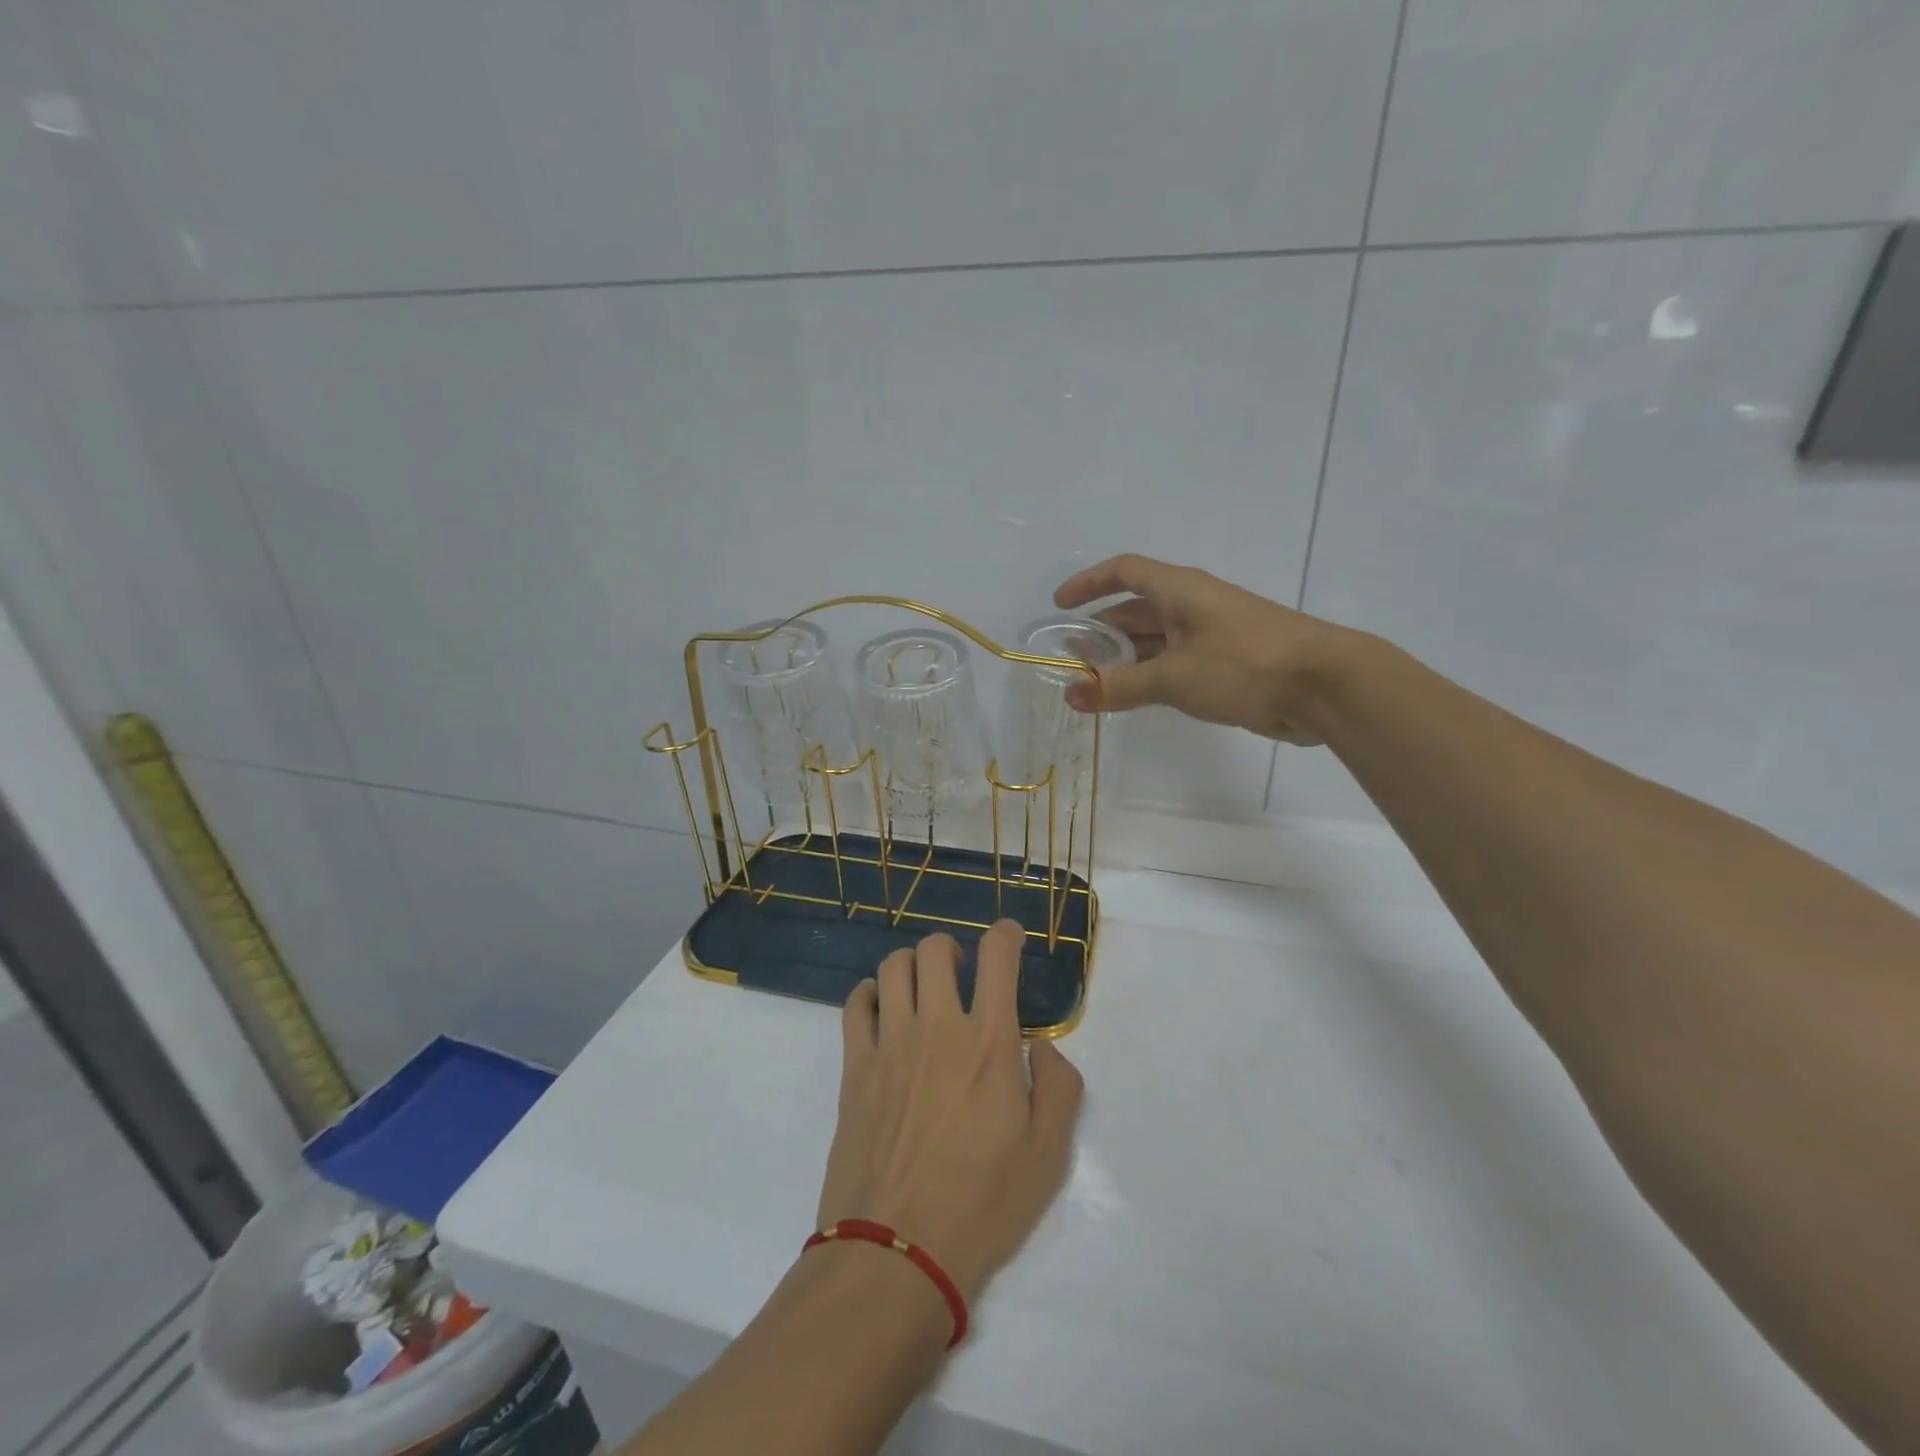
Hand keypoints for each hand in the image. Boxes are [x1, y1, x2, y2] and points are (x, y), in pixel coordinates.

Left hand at [818, 921, 1084, 1301]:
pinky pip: (855, 1004)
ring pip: (892, 967)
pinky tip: (880, 1008)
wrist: (897, 1253)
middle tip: (960, 972)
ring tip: (921, 987)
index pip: (997, 958)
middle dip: (952, 948)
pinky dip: (869, 992)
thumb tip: (1043, 1050)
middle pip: (935, 949)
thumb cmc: (983, 1205)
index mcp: (989, 1042)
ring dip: (910, 964)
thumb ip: (1059, 1088)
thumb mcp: (1049, 1155)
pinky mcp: (854, 1067)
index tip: (1010, 937)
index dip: (1006, 935)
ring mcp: (890, 1044)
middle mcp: (938, 1027)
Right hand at [1054, 553, 1356, 744]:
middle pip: (1136, 609)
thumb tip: (1070, 693)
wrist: (1326, 687)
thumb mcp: (1173, 677)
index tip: (1060, 606)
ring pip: (1156, 640)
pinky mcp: (1227, 663)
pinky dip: (1150, 676)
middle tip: (1070, 660)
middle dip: (1101, 633)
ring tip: (1093, 684)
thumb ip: (1119, 686)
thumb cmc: (1244, 665)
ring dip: (1124, 658)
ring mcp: (1212, 634)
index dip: (1089, 583)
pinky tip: (1134, 697)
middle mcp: (1193, 605)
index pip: (1125, 572)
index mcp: (1180, 590)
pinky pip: (1175, 663)